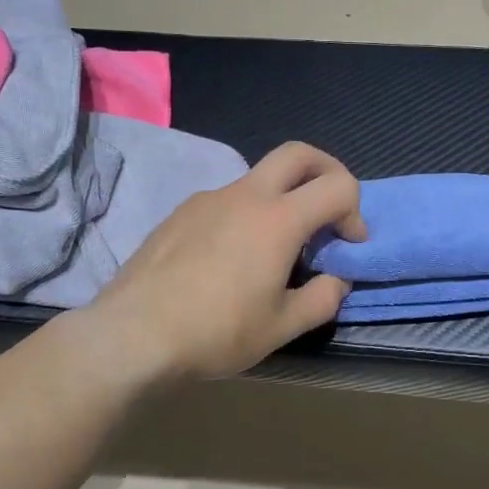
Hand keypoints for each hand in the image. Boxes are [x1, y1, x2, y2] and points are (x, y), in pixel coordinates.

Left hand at [85, 142, 365, 382]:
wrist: (134, 335)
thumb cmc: (216, 332)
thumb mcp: (282, 326)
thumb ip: (323, 298)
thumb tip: (337, 279)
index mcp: (278, 219)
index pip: (338, 186)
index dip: (355, 212)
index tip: (348, 246)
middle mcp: (245, 195)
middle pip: (298, 153)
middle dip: (327, 171)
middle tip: (329, 210)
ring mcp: (208, 199)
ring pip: (259, 178)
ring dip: (283, 198)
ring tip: (275, 250)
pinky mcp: (181, 212)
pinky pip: (227, 200)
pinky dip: (247, 214)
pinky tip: (231, 259)